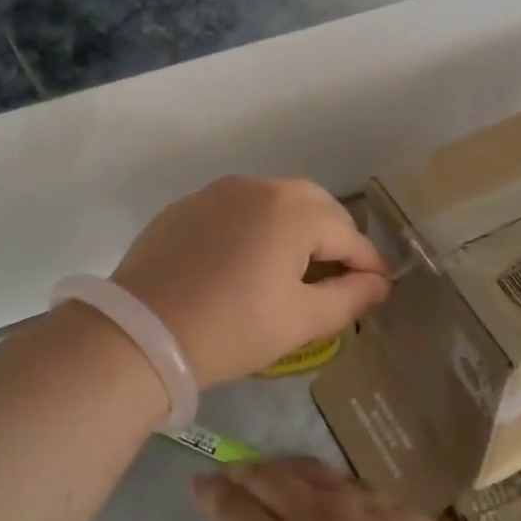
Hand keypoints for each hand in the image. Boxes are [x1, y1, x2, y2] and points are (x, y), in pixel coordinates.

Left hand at [113, 177, 390, 389]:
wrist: (141, 334)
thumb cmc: (233, 328)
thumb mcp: (300, 320)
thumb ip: (349, 298)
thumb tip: (378, 284)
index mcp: (293, 210)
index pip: (348, 234)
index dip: (369, 265)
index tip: (379, 289)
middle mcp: (258, 187)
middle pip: (313, 207)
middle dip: (333, 239)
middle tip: (337, 277)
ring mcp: (217, 193)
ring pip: (273, 203)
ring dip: (294, 229)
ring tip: (293, 269)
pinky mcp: (186, 207)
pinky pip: (236, 210)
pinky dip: (254, 229)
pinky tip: (245, 262)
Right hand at [188, 458, 496, 520]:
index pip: (234, 512)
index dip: (211, 495)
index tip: (195, 482)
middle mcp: (313, 517)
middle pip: (266, 479)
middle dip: (240, 472)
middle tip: (226, 471)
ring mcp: (354, 504)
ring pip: (303, 470)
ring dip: (276, 466)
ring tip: (265, 469)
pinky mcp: (388, 503)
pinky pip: (341, 480)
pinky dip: (318, 477)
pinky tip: (320, 485)